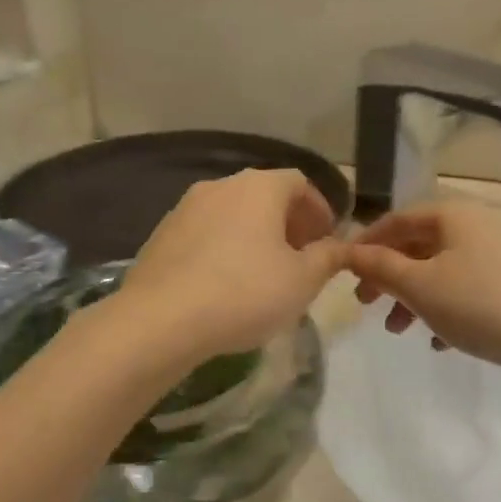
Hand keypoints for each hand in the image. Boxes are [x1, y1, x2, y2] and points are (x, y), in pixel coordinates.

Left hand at [118, 169, 346, 360]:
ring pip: (232, 214)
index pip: (299, 182)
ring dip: (254, 236)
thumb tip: (339, 246)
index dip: (319, 208)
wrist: (161, 319)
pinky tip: (224, 284)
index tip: (327, 239)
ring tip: (263, 273)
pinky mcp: (161, 235)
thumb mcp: (302, 280)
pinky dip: (223, 248)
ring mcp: (184, 208)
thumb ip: (328, 257)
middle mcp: (220, 186)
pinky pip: (204, 234)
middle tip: (300, 258)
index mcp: (259, 187)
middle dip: (287, 223)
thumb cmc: (245, 293)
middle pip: (264, 195)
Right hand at [346, 201, 500, 372]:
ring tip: (398, 331)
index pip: (397, 220)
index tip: (344, 271)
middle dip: (388, 277)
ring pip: (440, 272)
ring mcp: (497, 257)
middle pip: (418, 246)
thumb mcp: (418, 286)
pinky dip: (444, 311)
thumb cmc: (478, 305)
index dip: (366, 243)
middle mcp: (477, 228)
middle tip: (366, 305)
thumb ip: (380, 267)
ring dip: (412, 299)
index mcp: (454, 216)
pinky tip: (438, 342)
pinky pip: (465, 292)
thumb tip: (348, 252)